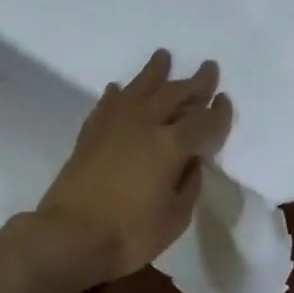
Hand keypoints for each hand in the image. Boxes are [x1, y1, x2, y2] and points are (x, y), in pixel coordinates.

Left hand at [30, 49, 232, 284]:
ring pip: (139, 88)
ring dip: (154, 72)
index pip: (203, 121)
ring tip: (163, 56)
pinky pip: (108, 104)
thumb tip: (191, 161)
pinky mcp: (90, 134)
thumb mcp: (175, 217)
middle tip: (208, 68)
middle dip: (195, 82)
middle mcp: (144, 125)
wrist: (68, 236)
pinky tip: (119, 88)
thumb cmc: (129, 234)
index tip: (225, 100)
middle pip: (174, 94)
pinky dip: (117, 94)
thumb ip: (188, 184)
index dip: (218, 111)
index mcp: (171, 145)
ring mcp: (114, 125)